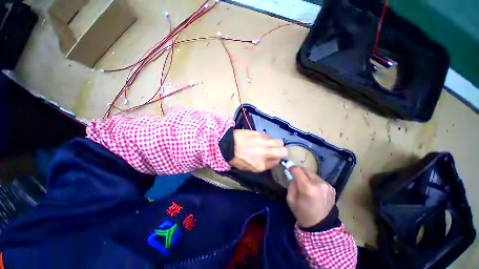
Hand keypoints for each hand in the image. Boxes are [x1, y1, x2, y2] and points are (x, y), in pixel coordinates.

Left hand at [229, 130, 287, 172]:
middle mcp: (265, 153)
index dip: (275, 159)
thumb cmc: (236, 159)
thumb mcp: (249, 168)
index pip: (277, 162)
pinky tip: (260, 139)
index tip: (272, 157)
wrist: (227, 145)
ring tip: (267, 143)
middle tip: (274, 150)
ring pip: (279, 141)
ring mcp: (263, 142)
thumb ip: (263, 165)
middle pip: (283, 151)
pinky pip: (269, 136)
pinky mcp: (259, 133)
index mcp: (261, 165)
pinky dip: (267, 138)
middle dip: (281, 151)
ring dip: (275, 143)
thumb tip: (272, 159)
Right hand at [286, 166, 335, 227]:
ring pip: (312, 174)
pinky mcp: (331, 187)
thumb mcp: (291, 200)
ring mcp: (327, 185)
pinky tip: (313, 189)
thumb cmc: (303, 213)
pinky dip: (314, 181)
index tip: (288, 168)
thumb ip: (291, 185)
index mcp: (307, 188)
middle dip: (299, 171)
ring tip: (305, 185)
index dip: (291, 167)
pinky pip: (319, 179)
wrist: (322, 226)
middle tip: (295, 176)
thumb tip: (293, 176)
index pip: (298, 170)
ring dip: (307, 176)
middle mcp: (319, 183)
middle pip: (306, 169)